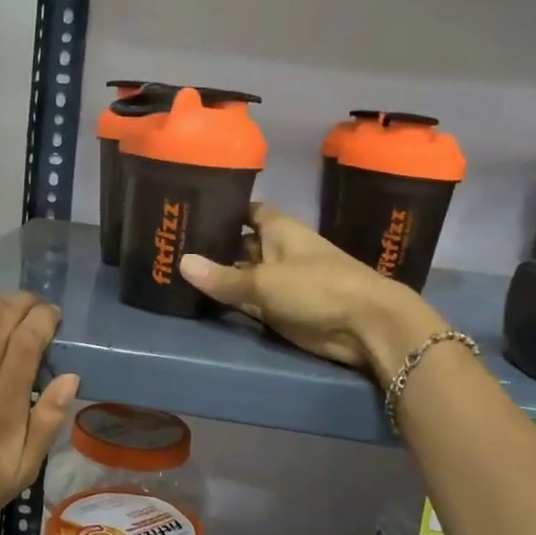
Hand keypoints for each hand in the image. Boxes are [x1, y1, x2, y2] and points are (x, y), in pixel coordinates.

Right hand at [179, 204, 444, 382]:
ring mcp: (278, 281)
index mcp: (279, 229)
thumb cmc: (318, 287)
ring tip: (172, 268)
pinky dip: (226, 300)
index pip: (246, 210)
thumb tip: (181, 262)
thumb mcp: (265, 281)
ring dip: (216, 275)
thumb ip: (223, 276)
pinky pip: (246, 301)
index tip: (188, 209)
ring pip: (240, 274)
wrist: (365, 326)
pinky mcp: (278, 310)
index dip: (221, 208)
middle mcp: (276, 250)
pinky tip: (196, 297)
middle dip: (211, 244)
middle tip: (170, 244)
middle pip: (238, 243)